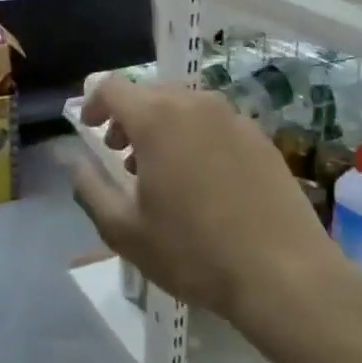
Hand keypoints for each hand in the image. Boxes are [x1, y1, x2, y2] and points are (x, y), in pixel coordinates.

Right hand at [71, 77, 352, 331]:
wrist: (286, 276)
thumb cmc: (194, 251)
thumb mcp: (124, 230)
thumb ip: (89, 188)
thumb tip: (75, 161)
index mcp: (156, 117)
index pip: (111, 86)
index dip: (93, 103)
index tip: (90, 131)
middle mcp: (194, 104)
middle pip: (148, 94)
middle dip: (128, 119)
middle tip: (123, 158)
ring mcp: (233, 118)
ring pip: (183, 107)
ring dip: (162, 128)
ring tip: (164, 173)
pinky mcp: (261, 138)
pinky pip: (215, 124)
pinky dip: (196, 139)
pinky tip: (205, 183)